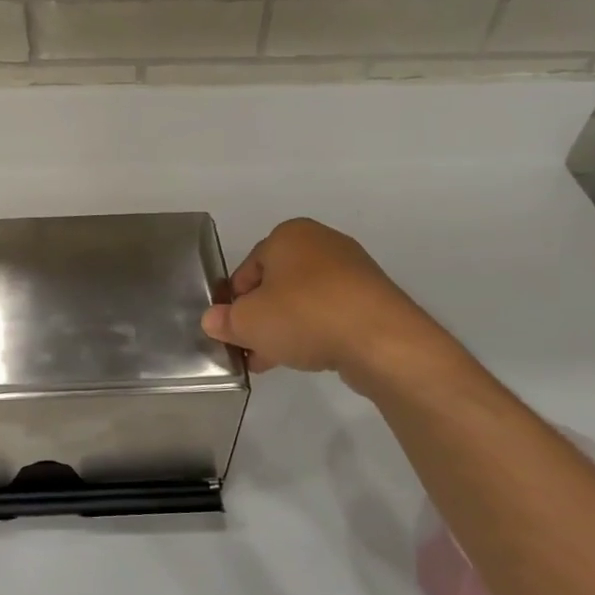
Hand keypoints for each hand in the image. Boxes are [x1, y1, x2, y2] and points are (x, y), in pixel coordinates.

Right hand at [201, 218, 444, 387]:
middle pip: (276, 284)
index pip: (246, 270)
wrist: (381, 340)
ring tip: (275, 359)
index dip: (235, 303)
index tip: (232, 332)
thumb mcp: (248, 322)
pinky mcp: (373, 297)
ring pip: (303, 300)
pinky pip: (331, 312)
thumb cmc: (304, 316)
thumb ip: (225, 320)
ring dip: (286, 328)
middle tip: (251, 350)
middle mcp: (321, 242)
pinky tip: (308, 356)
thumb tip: (213, 320)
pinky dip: (316, 331)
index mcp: (288, 234)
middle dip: (261, 318)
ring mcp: (352, 269)